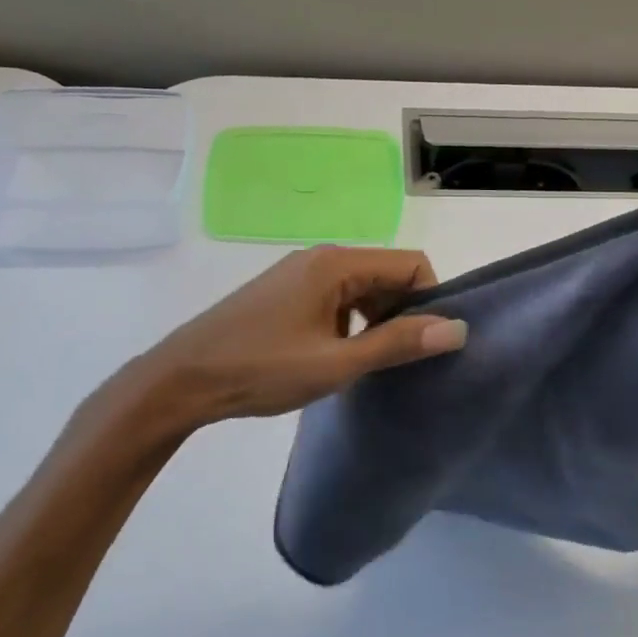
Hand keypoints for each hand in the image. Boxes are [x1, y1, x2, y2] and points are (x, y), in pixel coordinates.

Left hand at [121, 247, 467, 431]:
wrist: (182, 379)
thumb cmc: (262, 369)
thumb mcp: (337, 363)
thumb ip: (398, 344)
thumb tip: (456, 328)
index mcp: (337, 264)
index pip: (411, 264)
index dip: (429, 300)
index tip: (424, 344)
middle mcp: (321, 257)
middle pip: (387, 273)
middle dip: (402, 312)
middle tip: (396, 360)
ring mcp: (299, 273)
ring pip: (361, 288)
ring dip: (375, 320)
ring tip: (365, 364)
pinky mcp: (284, 292)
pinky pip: (336, 297)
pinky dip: (349, 322)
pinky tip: (335, 357)